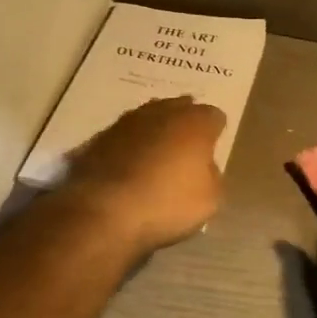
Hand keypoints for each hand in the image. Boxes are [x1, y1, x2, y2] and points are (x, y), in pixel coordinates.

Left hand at [62, 97, 227, 253]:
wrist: (104, 209)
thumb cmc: (166, 203)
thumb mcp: (209, 200)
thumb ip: (212, 176)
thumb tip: (204, 167)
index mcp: (195, 123)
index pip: (214, 116)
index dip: (216, 132)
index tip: (213, 149)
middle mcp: (162, 112)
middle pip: (180, 107)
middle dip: (185, 123)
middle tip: (186, 147)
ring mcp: (128, 121)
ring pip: (149, 116)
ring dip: (155, 129)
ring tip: (157, 152)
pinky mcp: (101, 136)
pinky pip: (124, 134)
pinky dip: (130, 144)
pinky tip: (129, 163)